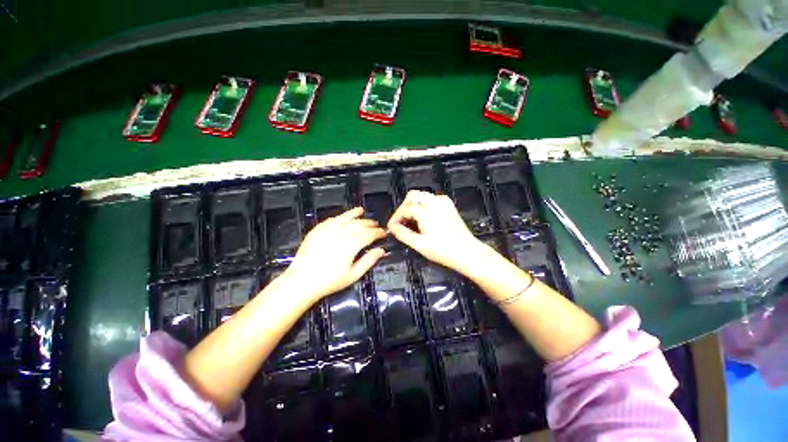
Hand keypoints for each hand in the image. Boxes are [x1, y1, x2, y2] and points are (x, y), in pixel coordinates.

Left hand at [281, 207, 385, 303]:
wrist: (302, 282)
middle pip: (359, 224)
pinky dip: (340, 217)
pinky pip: (331, 219)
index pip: (369, 234)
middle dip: (369, 223)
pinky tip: (344, 217)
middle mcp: (341, 233)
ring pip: (345, 218)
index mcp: (351, 244)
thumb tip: (381, 250)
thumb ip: (369, 261)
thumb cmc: (330, 281)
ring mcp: (327, 230)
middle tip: (375, 225)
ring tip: (361, 211)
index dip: (378, 232)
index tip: (383, 233)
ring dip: (355, 214)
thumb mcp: (353, 275)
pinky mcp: (317, 230)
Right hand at [388, 190, 485, 272]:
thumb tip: (393, 227)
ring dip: (414, 204)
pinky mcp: (449, 206)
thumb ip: (402, 234)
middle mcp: (434, 203)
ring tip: (411, 219)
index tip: (392, 226)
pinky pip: (433, 198)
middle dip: (403, 207)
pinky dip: (425, 203)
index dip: (395, 217)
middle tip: (401, 221)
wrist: (467, 252)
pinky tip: (425, 215)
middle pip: (412, 196)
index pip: (404, 208)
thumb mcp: (419, 244)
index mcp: (425, 212)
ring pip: (422, 195)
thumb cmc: (444, 250)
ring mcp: (443, 203)